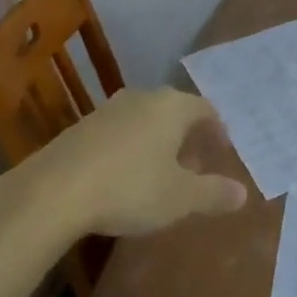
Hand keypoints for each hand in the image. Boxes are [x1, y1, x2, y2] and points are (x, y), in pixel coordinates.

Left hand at [41, 88, 247, 235]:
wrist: (53, 191)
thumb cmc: (130, 188)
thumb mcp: (179, 198)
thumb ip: (213, 193)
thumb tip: (243, 193)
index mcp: (173, 106)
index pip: (206, 109)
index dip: (217, 130)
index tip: (222, 152)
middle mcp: (143, 98)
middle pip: (175, 111)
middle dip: (188, 136)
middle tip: (196, 165)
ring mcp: (109, 109)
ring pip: (145, 119)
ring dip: (158, 142)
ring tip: (161, 172)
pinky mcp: (82, 127)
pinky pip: (119, 131)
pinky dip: (131, 148)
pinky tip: (125, 176)